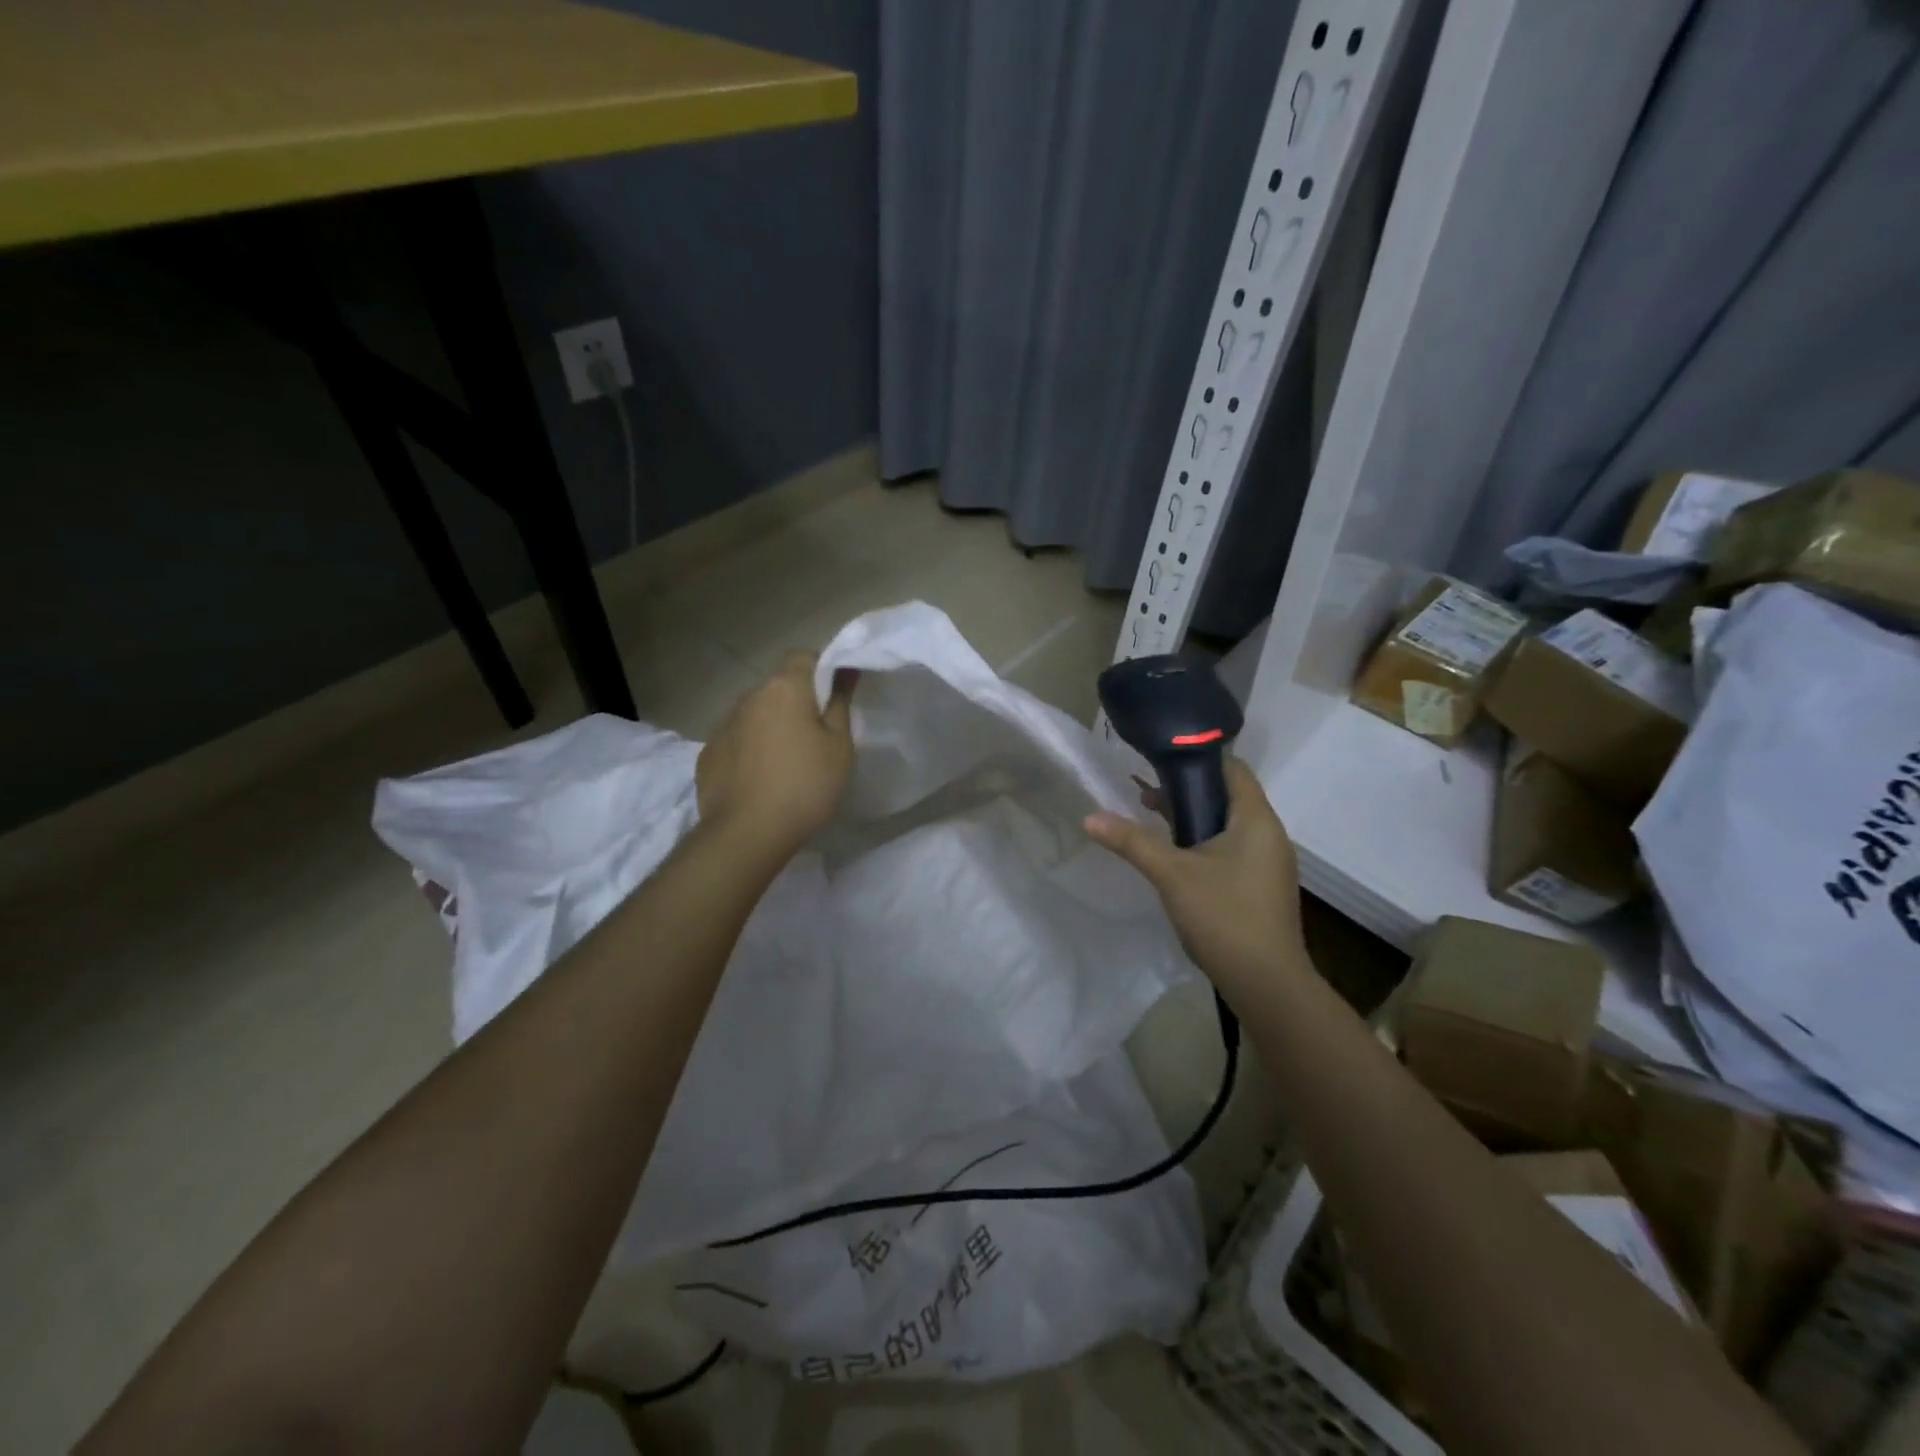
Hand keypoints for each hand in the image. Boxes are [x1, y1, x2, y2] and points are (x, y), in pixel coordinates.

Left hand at [697, 652, 856, 857]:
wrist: (746, 834)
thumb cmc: (805, 785)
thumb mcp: (839, 746)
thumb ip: (840, 703)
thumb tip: (845, 671)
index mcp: (784, 688)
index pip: (804, 656)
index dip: (822, 670)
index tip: (835, 698)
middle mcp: (748, 696)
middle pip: (778, 686)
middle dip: (796, 702)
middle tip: (816, 736)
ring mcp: (723, 724)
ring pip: (755, 713)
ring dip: (770, 726)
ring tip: (786, 761)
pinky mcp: (708, 753)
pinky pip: (736, 740)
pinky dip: (749, 749)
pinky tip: (759, 778)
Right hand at [1084, 756, 1308, 1000]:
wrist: (1268, 985)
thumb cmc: (1224, 917)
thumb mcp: (1172, 875)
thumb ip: (1132, 841)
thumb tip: (1089, 817)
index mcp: (1256, 820)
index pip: (1232, 768)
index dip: (1197, 757)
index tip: (1159, 757)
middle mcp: (1269, 834)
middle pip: (1227, 795)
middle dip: (1186, 789)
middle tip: (1144, 788)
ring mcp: (1268, 863)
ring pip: (1227, 825)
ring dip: (1192, 818)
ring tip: (1150, 817)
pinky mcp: (1262, 886)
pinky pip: (1231, 849)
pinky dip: (1203, 842)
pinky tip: (1175, 858)